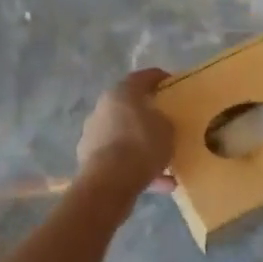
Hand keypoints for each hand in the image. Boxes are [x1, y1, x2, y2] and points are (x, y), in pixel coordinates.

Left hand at [77, 69, 175, 194]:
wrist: (108, 182)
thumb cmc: (141, 145)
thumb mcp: (167, 129)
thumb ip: (164, 121)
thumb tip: (158, 123)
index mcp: (121, 93)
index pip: (142, 77)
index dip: (159, 78)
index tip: (173, 83)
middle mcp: (102, 109)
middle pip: (129, 107)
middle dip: (148, 115)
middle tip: (166, 122)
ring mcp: (93, 135)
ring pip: (124, 136)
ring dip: (143, 146)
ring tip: (167, 161)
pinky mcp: (90, 160)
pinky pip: (120, 160)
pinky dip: (138, 168)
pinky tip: (162, 184)